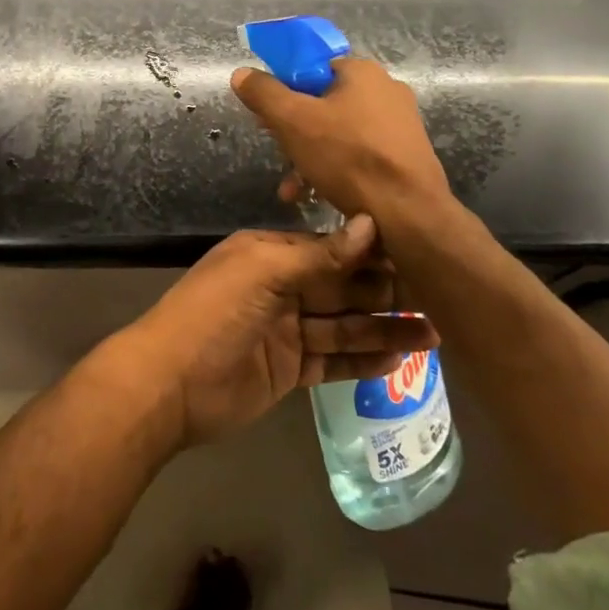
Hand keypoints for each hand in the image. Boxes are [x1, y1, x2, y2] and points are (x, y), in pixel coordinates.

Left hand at [107, 215, 438, 446]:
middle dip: (385, 293)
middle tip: (439, 299)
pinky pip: (332, 360)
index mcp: (269, 255)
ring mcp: (285, 331)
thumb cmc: (213, 315)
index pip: (330, 249)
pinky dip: (362, 359)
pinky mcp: (288, 370)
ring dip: (384, 329)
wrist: (169, 385)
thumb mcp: (263, 273)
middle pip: (341, 288)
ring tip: (435, 333)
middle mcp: (280, 287)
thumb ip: (319, 255)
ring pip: (343, 325)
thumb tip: (370, 224)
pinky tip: (398, 360)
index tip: (417, 254)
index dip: (370, 253)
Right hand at [230, 57, 451, 221]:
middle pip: (323, 102)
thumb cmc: (348, 157)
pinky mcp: (405, 156)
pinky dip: (334, 169)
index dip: (283, 89)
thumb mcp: (292, 121)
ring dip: (309, 156)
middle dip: (293, 130)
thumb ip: (263, 93)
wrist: (408, 214)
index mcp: (362, 72)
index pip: (311, 68)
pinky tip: (317, 194)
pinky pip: (359, 154)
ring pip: (339, 133)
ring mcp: (400, 124)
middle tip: (277, 151)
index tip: (266, 116)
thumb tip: (242, 73)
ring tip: (292, 187)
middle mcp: (386, 90)